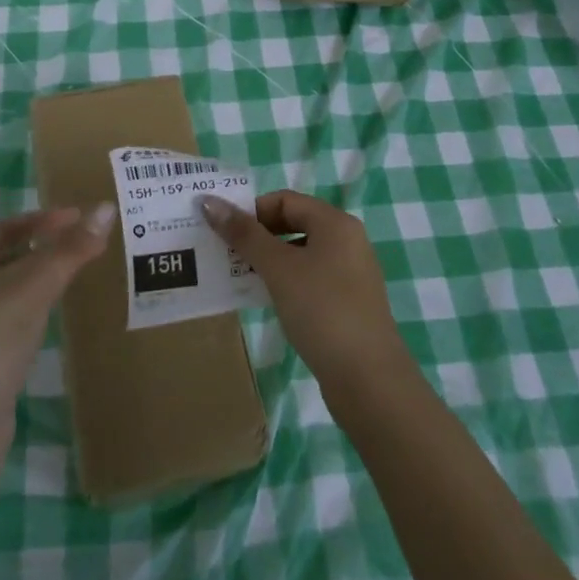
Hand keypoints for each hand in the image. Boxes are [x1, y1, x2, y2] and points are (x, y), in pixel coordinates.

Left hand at [0, 204, 112, 432]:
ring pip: (8, 287)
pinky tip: (52, 316)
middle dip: (44, 245)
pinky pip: (9, 317)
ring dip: (40, 276)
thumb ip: (70, 249)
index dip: (44, 219)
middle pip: (6, 254)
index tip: (81, 218)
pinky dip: (33, 307)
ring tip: (76, 273)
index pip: (7, 226)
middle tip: (84, 243)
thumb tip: (106, 209)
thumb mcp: (34, 288)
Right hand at [199, 190, 415, 395]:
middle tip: (226, 254)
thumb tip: (210, 201)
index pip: (285, 200)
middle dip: (258, 235)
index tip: (224, 233)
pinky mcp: (348, 303)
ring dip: (269, 260)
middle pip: (294, 223)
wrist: (368, 379)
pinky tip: (267, 300)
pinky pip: (310, 278)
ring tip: (239, 276)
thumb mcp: (278, 268)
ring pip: (300, 253)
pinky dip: (286, 281)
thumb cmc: (322, 310)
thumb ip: (244, 234)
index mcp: (335, 222)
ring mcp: (350, 273)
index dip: (252, 210)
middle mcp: (347, 240)